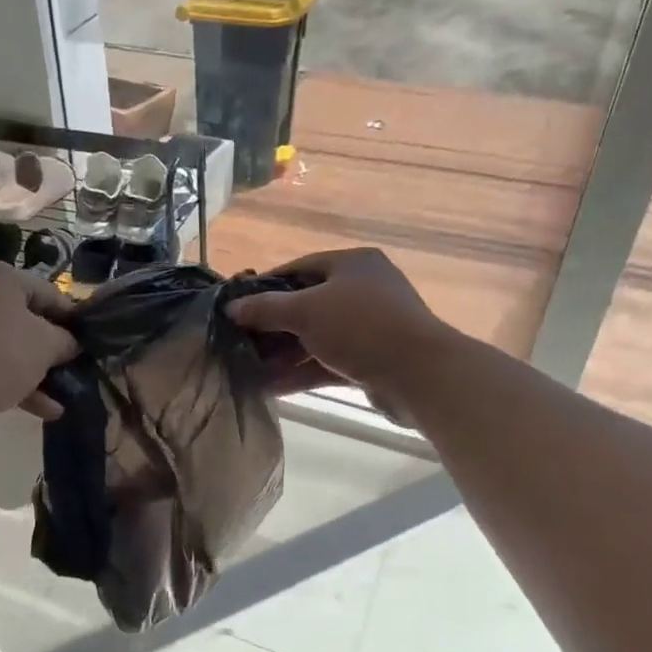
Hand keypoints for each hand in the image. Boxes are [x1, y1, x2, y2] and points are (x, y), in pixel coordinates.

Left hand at [0, 262, 79, 422]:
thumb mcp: (45, 346)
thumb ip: (67, 341)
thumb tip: (72, 344)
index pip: (50, 294)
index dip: (74, 322)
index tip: (89, 347)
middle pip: (27, 320)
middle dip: (52, 352)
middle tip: (73, 372)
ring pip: (8, 345)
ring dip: (36, 372)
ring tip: (60, 399)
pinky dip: (12, 380)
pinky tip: (41, 409)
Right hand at [227, 248, 449, 419]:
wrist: (419, 375)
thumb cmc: (360, 327)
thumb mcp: (305, 311)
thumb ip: (265, 309)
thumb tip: (232, 308)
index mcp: (352, 264)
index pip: (299, 268)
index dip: (266, 286)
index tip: (238, 305)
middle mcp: (363, 290)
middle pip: (307, 305)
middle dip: (273, 327)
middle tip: (240, 341)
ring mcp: (370, 327)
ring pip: (317, 338)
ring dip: (284, 355)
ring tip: (249, 368)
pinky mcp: (372, 361)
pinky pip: (329, 363)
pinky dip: (302, 373)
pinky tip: (271, 387)